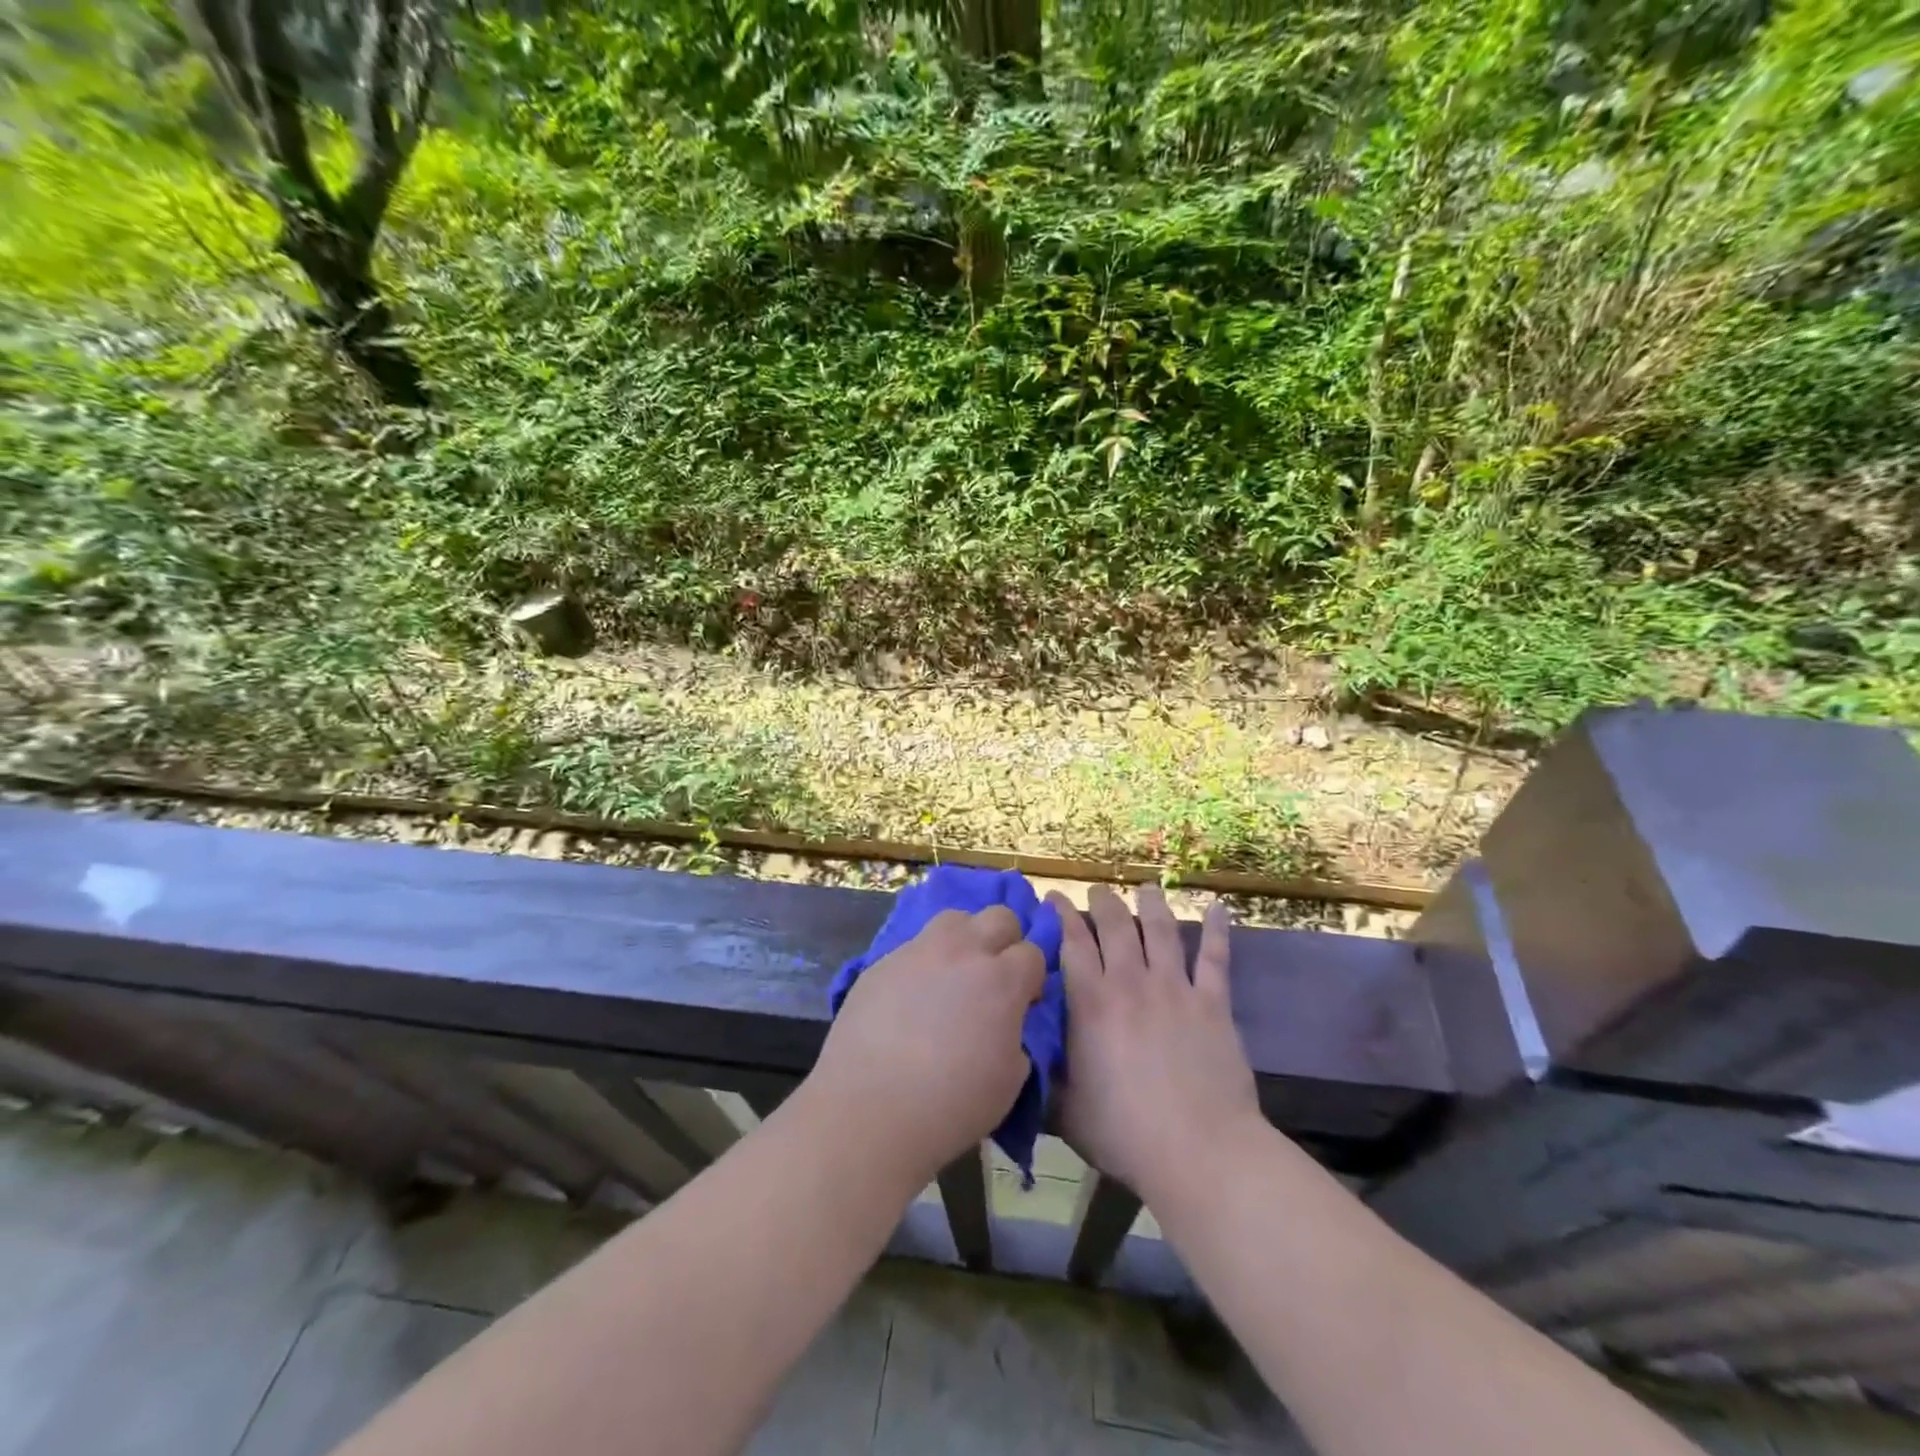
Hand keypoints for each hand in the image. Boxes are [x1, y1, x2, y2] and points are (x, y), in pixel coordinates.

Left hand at [806, 907, 1044, 1191]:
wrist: (869, 1110)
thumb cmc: (950, 1105)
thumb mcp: (1009, 1079)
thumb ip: (1015, 1036)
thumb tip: (1005, 1021)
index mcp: (1002, 980)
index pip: (1033, 952)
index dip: (1032, 977)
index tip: (1024, 1001)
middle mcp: (963, 952)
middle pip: (999, 916)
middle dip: (1006, 941)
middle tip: (994, 978)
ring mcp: (919, 951)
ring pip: (955, 918)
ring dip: (965, 938)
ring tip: (954, 974)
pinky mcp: (882, 961)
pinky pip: (914, 946)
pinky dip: (925, 961)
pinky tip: (913, 996)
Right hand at [1049, 885, 1263, 1204]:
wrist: (1199, 1150)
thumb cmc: (1125, 1133)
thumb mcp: (1066, 1109)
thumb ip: (1047, 1076)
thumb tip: (1026, 1055)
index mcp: (1091, 1003)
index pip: (1072, 943)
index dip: (1062, 915)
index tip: (1054, 898)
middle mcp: (1131, 983)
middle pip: (1116, 925)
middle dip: (1104, 901)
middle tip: (1098, 891)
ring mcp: (1175, 988)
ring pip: (1161, 930)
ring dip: (1152, 904)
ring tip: (1146, 888)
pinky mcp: (1213, 1003)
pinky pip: (1215, 957)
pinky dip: (1216, 930)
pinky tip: (1217, 908)